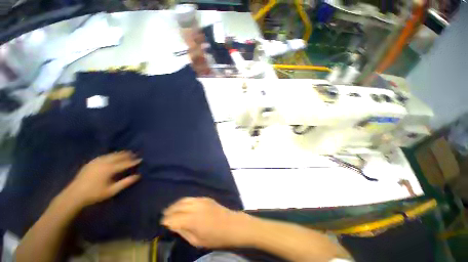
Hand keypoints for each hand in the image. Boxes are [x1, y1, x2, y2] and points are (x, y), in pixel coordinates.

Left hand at [65, 151, 141, 207]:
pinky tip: (112, 155)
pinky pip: (104, 155)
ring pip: (111, 154)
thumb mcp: (112, 190)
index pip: (125, 163)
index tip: (141, 159)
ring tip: (126, 152)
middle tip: (135, 154)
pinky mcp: (91, 162)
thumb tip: (138, 176)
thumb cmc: (95, 194)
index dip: (133, 161)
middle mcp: (104, 162)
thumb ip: (125, 182)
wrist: (74, 195)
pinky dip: (111, 154)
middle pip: (118, 156)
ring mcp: (96, 161)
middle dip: (127, 155)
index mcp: (109, 169)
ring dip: (120, 153)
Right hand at [162, 197, 252, 247]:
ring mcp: (201, 200)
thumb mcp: (197, 241)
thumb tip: (174, 226)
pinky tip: (182, 205)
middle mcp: (195, 207)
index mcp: (192, 220)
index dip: (166, 221)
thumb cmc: (216, 237)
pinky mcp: (206, 198)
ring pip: (184, 200)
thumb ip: (184, 232)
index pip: (173, 218)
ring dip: (175, 204)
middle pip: (177, 206)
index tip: (162, 223)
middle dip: (169, 211)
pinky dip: (184, 201)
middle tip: (164, 216)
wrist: (232, 225)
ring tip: (171, 210)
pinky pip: (191, 198)